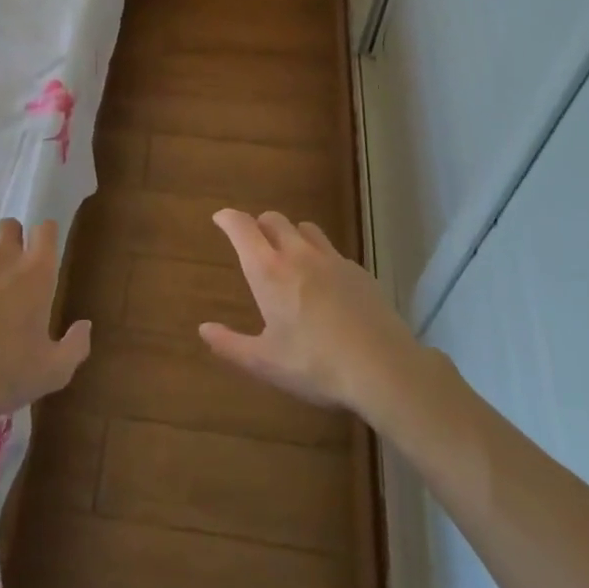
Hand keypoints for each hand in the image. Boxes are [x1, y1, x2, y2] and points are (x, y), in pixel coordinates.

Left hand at [0, 219, 90, 435]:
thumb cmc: (4, 375)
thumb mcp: (53, 372)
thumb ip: (76, 345)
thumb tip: (84, 325)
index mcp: (35, 272)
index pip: (46, 228)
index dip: (46, 237)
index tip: (45, 255)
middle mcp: (1, 258)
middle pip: (9, 224)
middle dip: (13, 240)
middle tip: (13, 269)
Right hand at [204, 209, 419, 415]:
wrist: (384, 368)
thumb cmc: (315, 365)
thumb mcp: (265, 362)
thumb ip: (230, 344)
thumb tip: (204, 329)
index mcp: (269, 271)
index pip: (242, 228)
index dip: (228, 219)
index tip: (220, 218)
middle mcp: (299, 255)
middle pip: (274, 219)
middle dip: (258, 225)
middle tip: (252, 242)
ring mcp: (333, 260)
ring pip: (306, 228)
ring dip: (291, 234)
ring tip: (288, 256)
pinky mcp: (360, 272)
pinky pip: (332, 252)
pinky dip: (320, 256)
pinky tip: (325, 283)